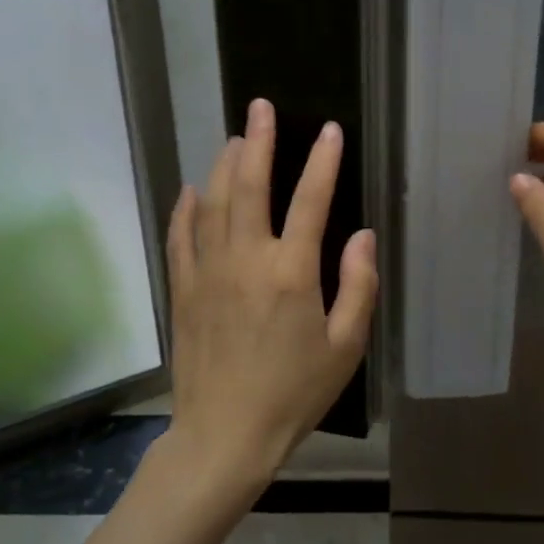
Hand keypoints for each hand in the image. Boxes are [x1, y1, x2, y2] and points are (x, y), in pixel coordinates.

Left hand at [161, 99, 377, 502]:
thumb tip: (361, 236)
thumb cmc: (294, 393)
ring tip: (235, 138)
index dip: (323, 162)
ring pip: (213, 203)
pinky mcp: (184, 290)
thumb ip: (358, 286)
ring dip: (225, 165)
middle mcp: (246, 260)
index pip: (311, 201)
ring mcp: (208, 272)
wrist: (225, 435)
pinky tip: (192, 189)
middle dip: (259, 141)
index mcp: (292, 273)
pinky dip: (186, 208)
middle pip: (250, 186)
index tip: (330, 131)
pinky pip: (181, 237)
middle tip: (261, 107)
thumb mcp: (345, 347)